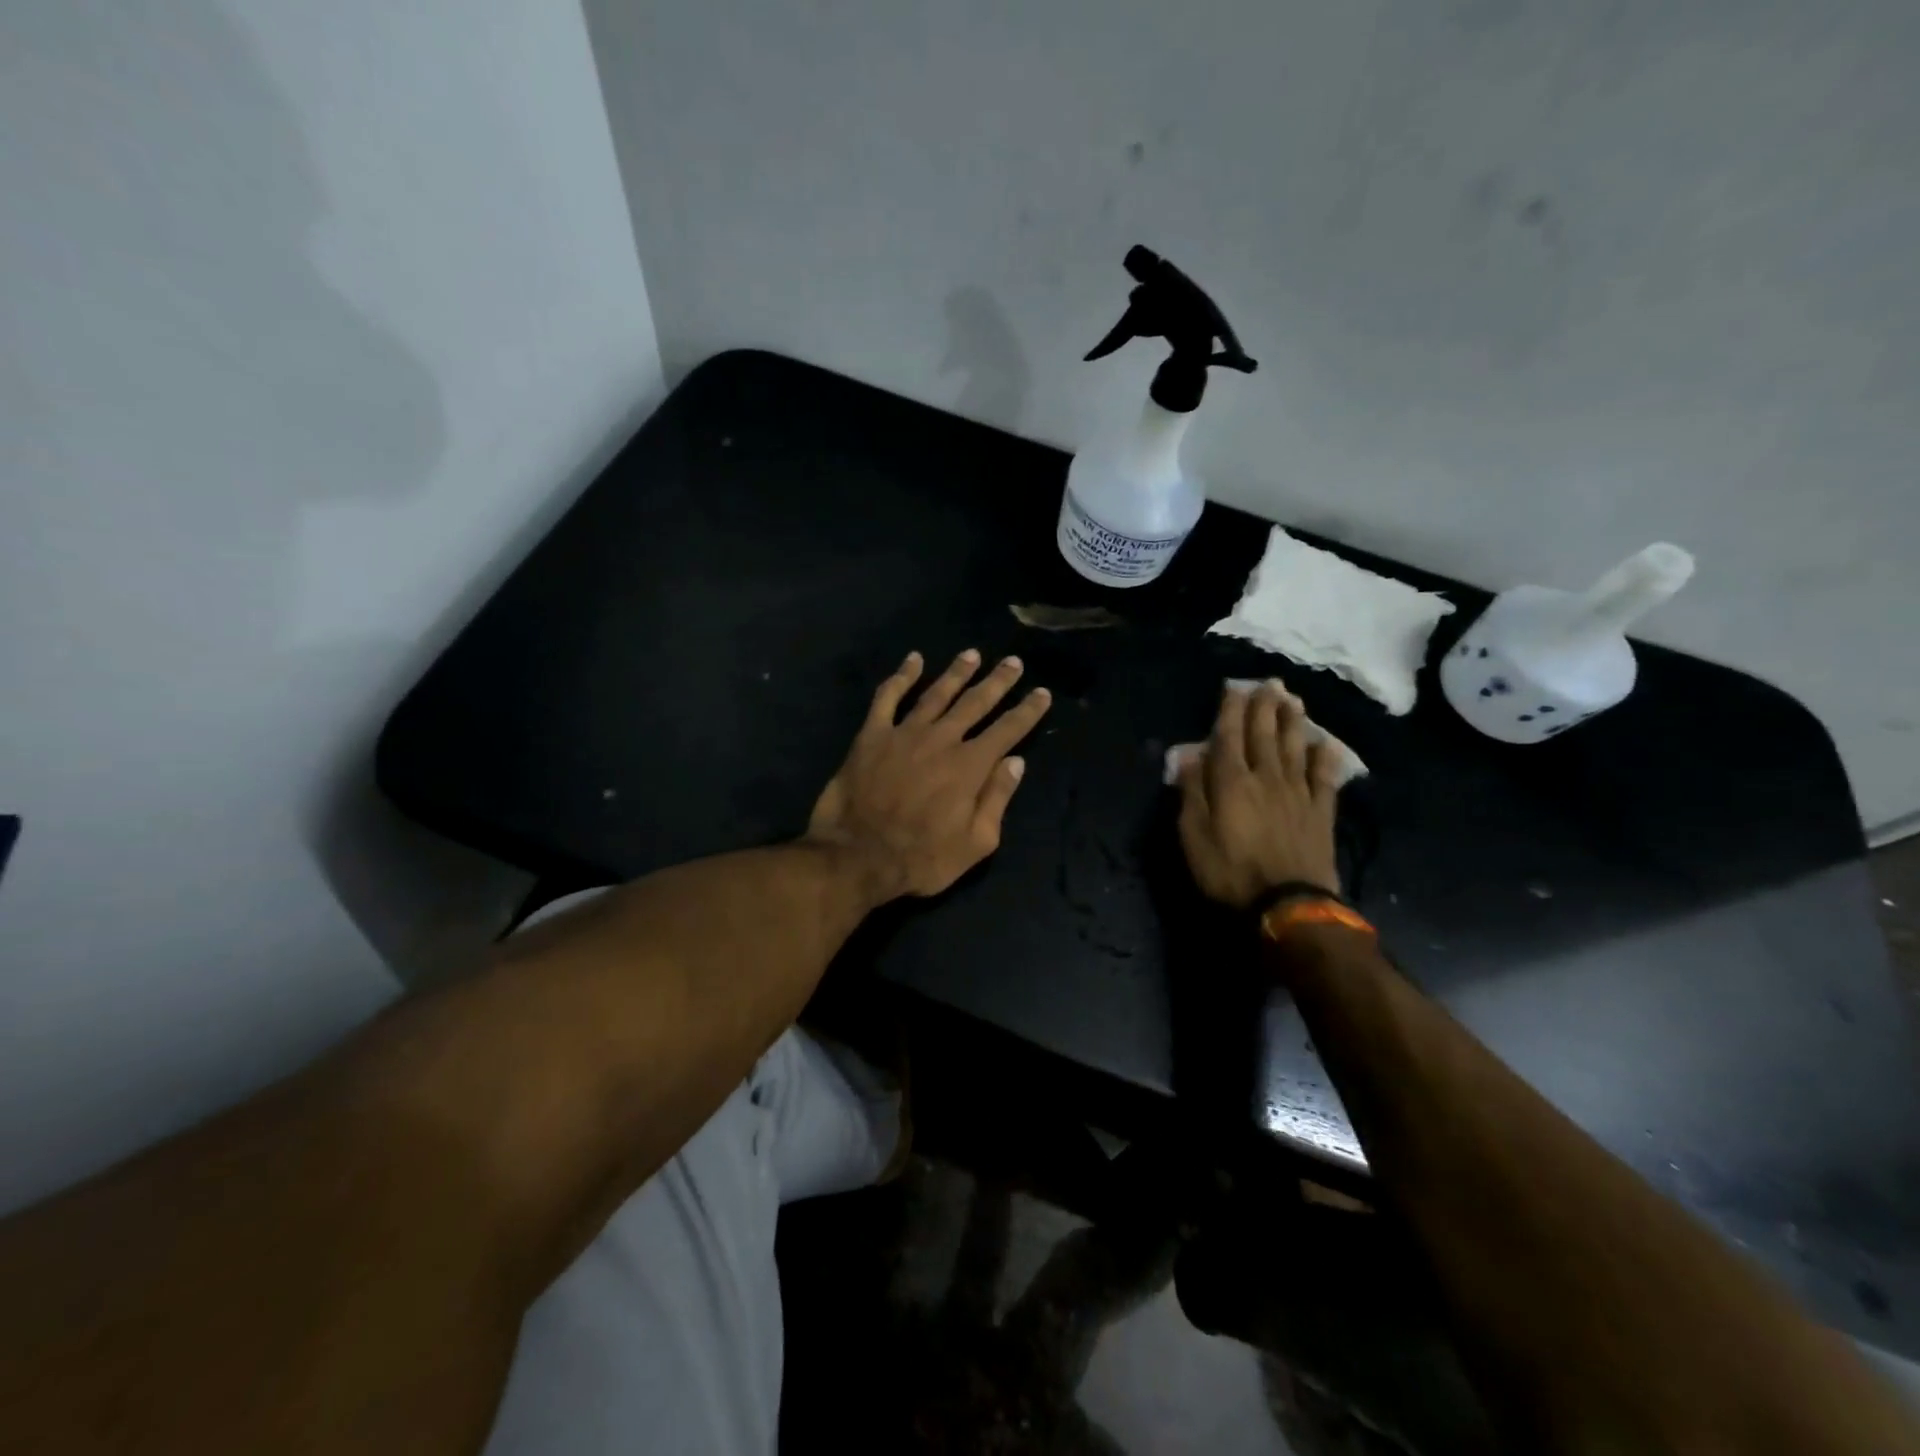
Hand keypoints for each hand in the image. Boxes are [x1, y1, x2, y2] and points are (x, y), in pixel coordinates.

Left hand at [808, 650, 1051, 903]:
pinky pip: (887, 697)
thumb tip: (1016, 762)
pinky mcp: (872, 735)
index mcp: (970, 767)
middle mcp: (941, 740)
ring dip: (957, 672)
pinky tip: (913, 660)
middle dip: (998, 681)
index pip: (1007, 730)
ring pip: (937, 694)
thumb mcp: (975, 843)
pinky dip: (901, 676)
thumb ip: (996, 799)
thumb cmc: (921, 858)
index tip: (1041, 693)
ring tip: (972, 655)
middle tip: (1013, 662)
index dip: (1027, 711)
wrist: (856, 856)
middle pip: (975, 703)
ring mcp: (904, 733)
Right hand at [1176, 681, 1343, 909]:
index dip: (1230, 710)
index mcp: (1231, 781)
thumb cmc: (1229, 872)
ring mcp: (1298, 792)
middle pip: (1264, 734)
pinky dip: (1325, 758)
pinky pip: (1325, 777)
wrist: (1287, 904)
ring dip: (1293, 722)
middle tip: (1269, 683)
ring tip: (1293, 700)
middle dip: (1264, 706)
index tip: (1234, 687)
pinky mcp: (1321, 811)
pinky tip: (1326, 744)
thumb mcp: (1193, 835)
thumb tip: (1188, 754)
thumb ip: (1191, 792)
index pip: (1229, 736)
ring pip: (1294, 747)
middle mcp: (1266, 777)